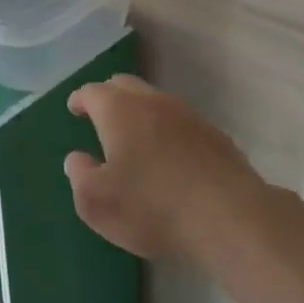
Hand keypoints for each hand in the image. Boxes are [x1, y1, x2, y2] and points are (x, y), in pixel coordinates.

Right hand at [64, 75, 265, 261]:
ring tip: (136, 137)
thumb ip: (79, 175)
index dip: (80, 99)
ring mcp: (187, 114)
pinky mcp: (214, 134)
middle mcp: (151, 101)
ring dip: (140, 112)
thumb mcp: (97, 202)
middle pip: (124, 85)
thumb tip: (77, 158)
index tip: (74, 108)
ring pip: (155, 101)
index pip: (92, 92)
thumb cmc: (152, 206)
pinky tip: (171, 156)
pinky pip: (181, 122)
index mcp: (118, 110)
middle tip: (101, 117)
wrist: (229, 217)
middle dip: (109, 96)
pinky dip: (168, 130)